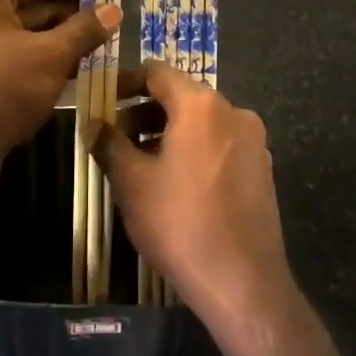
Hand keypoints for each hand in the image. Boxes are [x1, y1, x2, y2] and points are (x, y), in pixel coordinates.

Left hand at [0, 0, 118, 197]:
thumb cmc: (0, 89)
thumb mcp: (51, 55)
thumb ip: (84, 29)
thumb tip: (114, 10)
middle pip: (30, 4)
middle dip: (72, 16)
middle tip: (112, 24)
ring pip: (22, 34)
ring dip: (60, 41)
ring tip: (102, 48)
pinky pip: (11, 56)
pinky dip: (40, 60)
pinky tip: (75, 71)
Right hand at [95, 62, 292, 322]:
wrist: (243, 282)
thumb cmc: (180, 222)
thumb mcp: (132, 182)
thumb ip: (109, 144)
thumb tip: (94, 124)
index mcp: (201, 105)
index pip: (157, 73)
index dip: (126, 81)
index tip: (103, 98)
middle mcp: (233, 111)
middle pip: (181, 96)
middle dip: (144, 111)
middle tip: (115, 136)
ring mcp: (253, 141)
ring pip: (201, 122)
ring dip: (168, 132)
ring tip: (140, 162)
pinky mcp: (262, 168)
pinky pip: (220, 143)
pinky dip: (193, 149)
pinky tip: (174, 182)